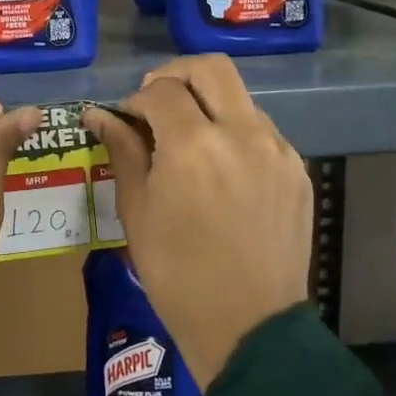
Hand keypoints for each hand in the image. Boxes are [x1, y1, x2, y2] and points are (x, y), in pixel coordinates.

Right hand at [84, 56, 311, 385]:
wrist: (249, 327)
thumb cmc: (177, 274)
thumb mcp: (137, 212)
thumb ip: (122, 151)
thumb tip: (98, 113)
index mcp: (194, 145)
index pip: (160, 90)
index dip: (135, 99)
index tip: (126, 120)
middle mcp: (242, 133)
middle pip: (210, 68)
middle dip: (175, 75)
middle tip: (156, 103)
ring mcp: (277, 149)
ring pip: (239, 97)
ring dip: (208, 104)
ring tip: (189, 141)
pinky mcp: (297, 169)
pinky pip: (261, 130)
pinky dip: (235, 133)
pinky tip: (221, 170)